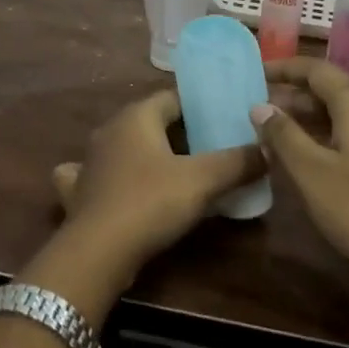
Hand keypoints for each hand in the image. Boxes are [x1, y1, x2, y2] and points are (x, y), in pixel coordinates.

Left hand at [46, 89, 263, 292]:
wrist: (97, 251)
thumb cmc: (150, 202)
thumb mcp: (202, 181)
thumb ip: (236, 162)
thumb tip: (267, 150)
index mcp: (136, 116)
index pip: (173, 97)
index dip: (200, 105)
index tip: (226, 116)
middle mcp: (110, 129)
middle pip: (152, 121)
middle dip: (181, 132)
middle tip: (214, 146)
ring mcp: (91, 159)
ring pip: (128, 147)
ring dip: (150, 154)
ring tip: (180, 169)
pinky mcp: (81, 190)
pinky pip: (105, 174)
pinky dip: (118, 177)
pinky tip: (125, 187)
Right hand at [255, 58, 348, 299]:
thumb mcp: (311, 172)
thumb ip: (284, 135)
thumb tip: (260, 106)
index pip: (318, 70)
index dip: (285, 68)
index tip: (256, 72)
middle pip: (334, 88)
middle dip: (296, 93)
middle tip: (260, 106)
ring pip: (346, 112)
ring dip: (311, 115)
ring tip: (277, 129)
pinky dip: (329, 132)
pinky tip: (310, 154)